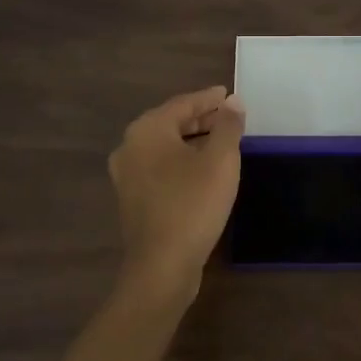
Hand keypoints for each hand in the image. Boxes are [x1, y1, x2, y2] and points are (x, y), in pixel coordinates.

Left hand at [109, 85, 244, 296]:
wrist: (162, 265)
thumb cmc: (193, 204)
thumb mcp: (220, 160)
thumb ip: (228, 126)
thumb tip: (233, 102)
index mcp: (147, 130)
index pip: (182, 104)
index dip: (208, 99)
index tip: (228, 94)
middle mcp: (130, 147)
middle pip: (170, 123)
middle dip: (200, 119)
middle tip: (228, 116)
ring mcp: (127, 175)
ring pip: (164, 147)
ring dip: (192, 141)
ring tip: (221, 142)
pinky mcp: (133, 199)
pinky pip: (160, 168)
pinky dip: (181, 161)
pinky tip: (202, 170)